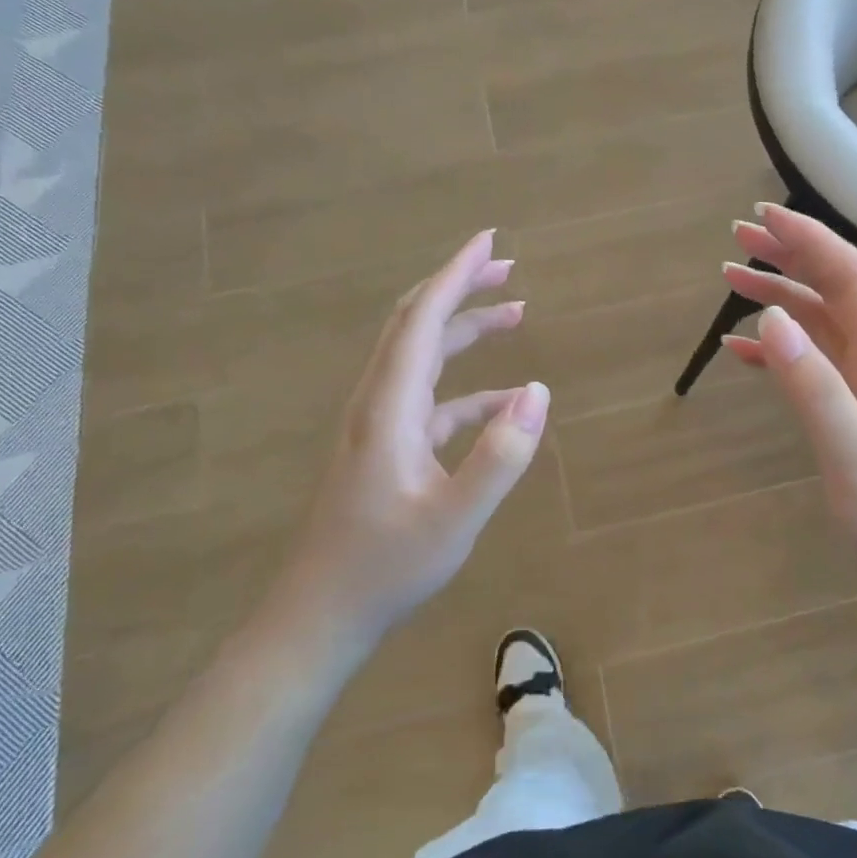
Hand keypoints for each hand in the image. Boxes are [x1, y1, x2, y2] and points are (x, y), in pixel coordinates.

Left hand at [270, 230, 547, 655]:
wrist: (319, 616)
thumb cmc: (384, 568)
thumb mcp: (455, 518)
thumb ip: (500, 455)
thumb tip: (538, 392)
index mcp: (389, 406)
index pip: (422, 318)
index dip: (456, 274)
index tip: (490, 241)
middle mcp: (377, 401)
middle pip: (416, 323)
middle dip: (460, 288)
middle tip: (507, 267)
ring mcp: (378, 425)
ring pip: (421, 356)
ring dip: (464, 329)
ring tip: (515, 314)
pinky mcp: (384, 447)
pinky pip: (430, 398)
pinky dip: (466, 385)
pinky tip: (502, 399)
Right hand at [721, 205, 856, 612]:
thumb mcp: (856, 460)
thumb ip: (812, 388)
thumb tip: (768, 318)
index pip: (850, 279)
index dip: (809, 241)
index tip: (763, 216)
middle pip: (835, 293)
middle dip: (790, 258)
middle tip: (738, 237)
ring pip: (824, 328)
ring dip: (781, 300)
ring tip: (732, 280)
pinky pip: (819, 369)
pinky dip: (782, 353)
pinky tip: (746, 352)